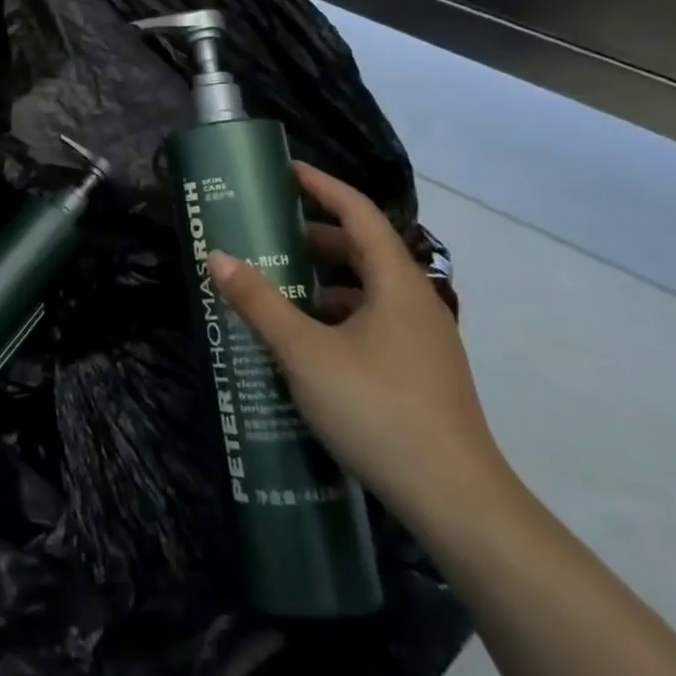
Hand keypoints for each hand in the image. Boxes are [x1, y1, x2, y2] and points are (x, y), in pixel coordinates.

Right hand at [207, 162, 507, 529]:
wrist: (458, 504)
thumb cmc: (379, 410)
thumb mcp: (306, 353)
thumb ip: (260, 303)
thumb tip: (217, 257)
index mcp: (396, 283)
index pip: (358, 212)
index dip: (322, 186)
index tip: (286, 171)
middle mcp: (415, 301)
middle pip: (363, 249)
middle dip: (314, 236)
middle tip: (268, 232)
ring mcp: (423, 340)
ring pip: (368, 290)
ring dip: (324, 280)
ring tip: (278, 286)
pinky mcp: (420, 373)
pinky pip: (373, 322)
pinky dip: (337, 315)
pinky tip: (307, 341)